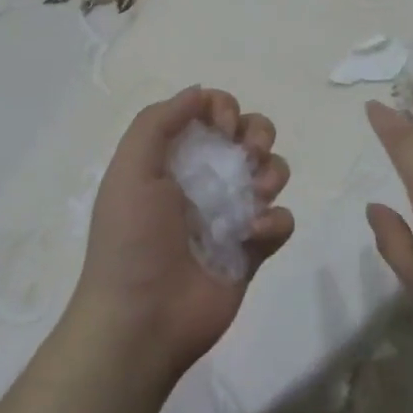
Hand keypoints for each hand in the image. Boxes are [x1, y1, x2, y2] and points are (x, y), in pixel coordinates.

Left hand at [66, 86, 293, 390]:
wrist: (143, 319)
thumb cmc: (132, 239)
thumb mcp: (131, 170)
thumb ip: (159, 122)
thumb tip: (200, 92)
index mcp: (173, 159)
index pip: (211, 114)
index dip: (225, 109)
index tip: (224, 127)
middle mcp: (204, 180)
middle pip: (249, 135)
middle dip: (258, 135)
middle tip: (249, 155)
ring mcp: (231, 214)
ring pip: (272, 172)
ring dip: (271, 174)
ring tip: (253, 198)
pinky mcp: (253, 248)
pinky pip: (281, 219)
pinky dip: (274, 221)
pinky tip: (253, 234)